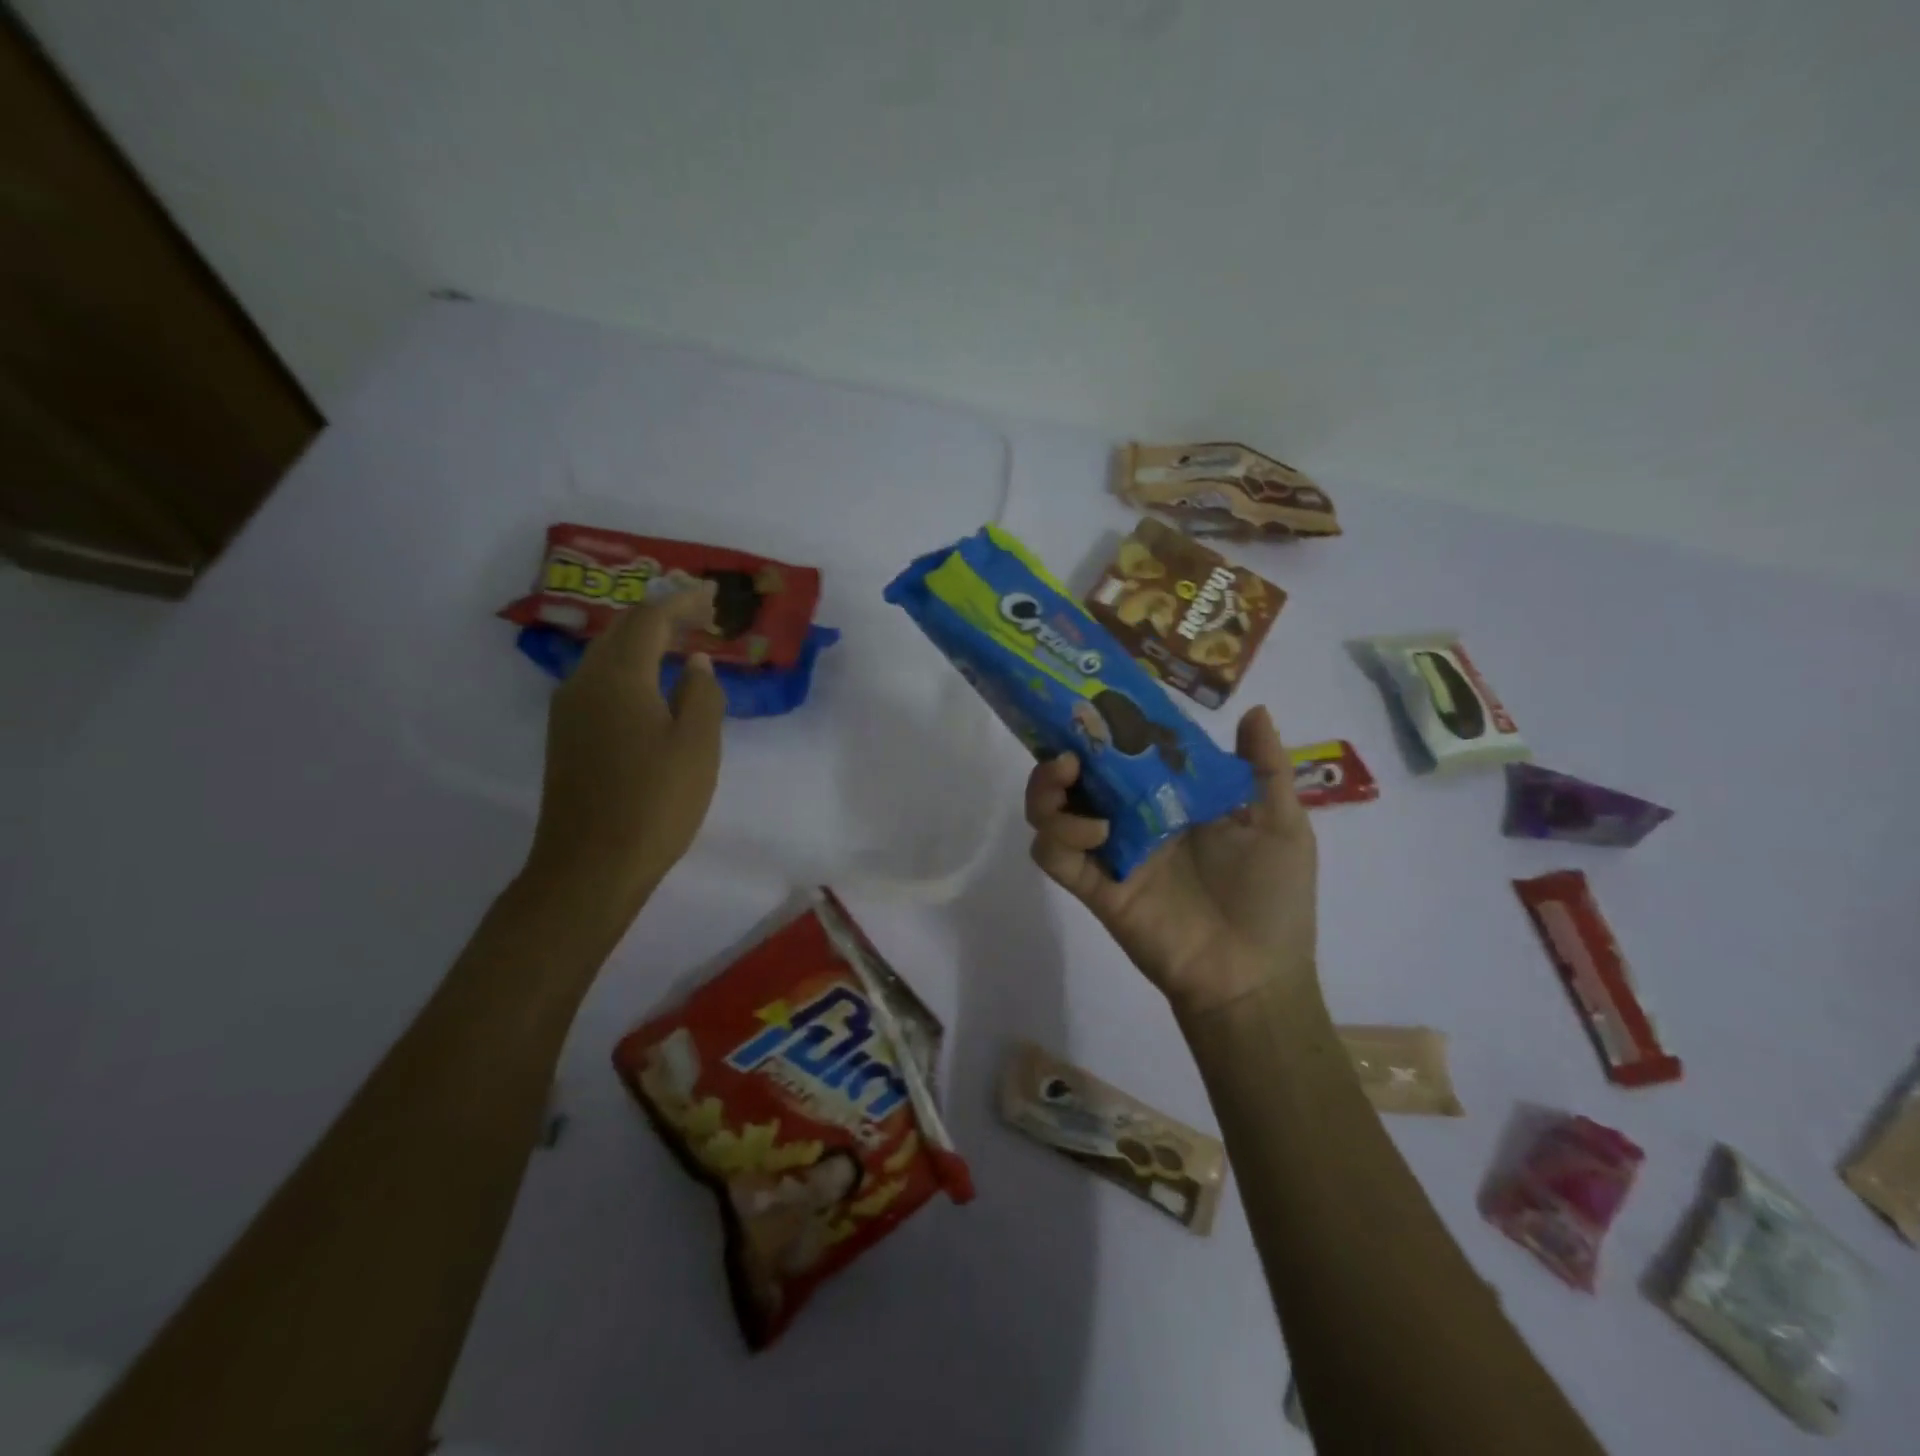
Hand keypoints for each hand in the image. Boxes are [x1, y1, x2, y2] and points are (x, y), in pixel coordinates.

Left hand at [523, 586, 725, 916]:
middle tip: (702, 616)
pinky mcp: (567, 737)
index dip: (683, 603)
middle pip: (622, 631)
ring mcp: (569, 711)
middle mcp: (584, 683)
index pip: (650, 620)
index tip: (714, 596)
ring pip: (608, 656)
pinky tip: (653, 686)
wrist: (590, 867)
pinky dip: (631, 669)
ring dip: (644, 642)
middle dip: (662, 616)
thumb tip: (694, 663)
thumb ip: (701, 695)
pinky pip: (601, 682)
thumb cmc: (654, 803)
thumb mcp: (697, 747)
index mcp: (618, 678)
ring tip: (681, 644)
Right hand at [1025, 705, 1317, 1017]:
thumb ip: (1265, 769)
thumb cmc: (1274, 899)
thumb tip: (1254, 709)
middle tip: (1071, 745)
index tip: (1096, 700)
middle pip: (1074, 777)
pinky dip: (1059, 836)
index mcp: (1168, 799)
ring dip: (1047, 789)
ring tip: (1069, 776)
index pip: (1124, 753)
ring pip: (1049, 811)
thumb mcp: (1282, 825)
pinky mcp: (1095, 887)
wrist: (1255, 975)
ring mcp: (1108, 853)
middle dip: (1060, 753)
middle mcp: (1130, 819)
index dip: (1106, 728)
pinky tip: (1098, 832)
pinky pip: (1052, 856)